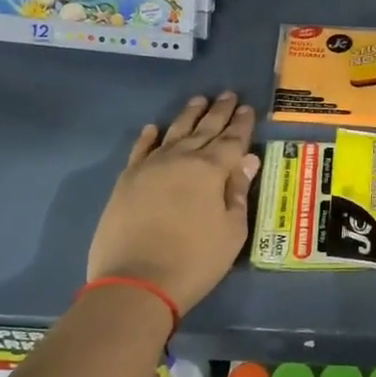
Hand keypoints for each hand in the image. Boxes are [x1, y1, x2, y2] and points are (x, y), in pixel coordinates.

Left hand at [87, 93, 261, 310]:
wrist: (136, 282)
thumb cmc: (195, 260)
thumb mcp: (232, 230)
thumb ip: (238, 192)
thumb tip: (247, 160)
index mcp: (211, 170)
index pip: (232, 140)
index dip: (242, 124)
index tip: (248, 108)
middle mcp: (181, 159)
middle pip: (204, 129)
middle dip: (219, 111)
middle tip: (229, 95)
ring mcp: (150, 167)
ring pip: (173, 132)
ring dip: (188, 115)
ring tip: (199, 100)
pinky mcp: (127, 181)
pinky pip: (140, 150)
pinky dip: (149, 137)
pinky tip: (153, 128)